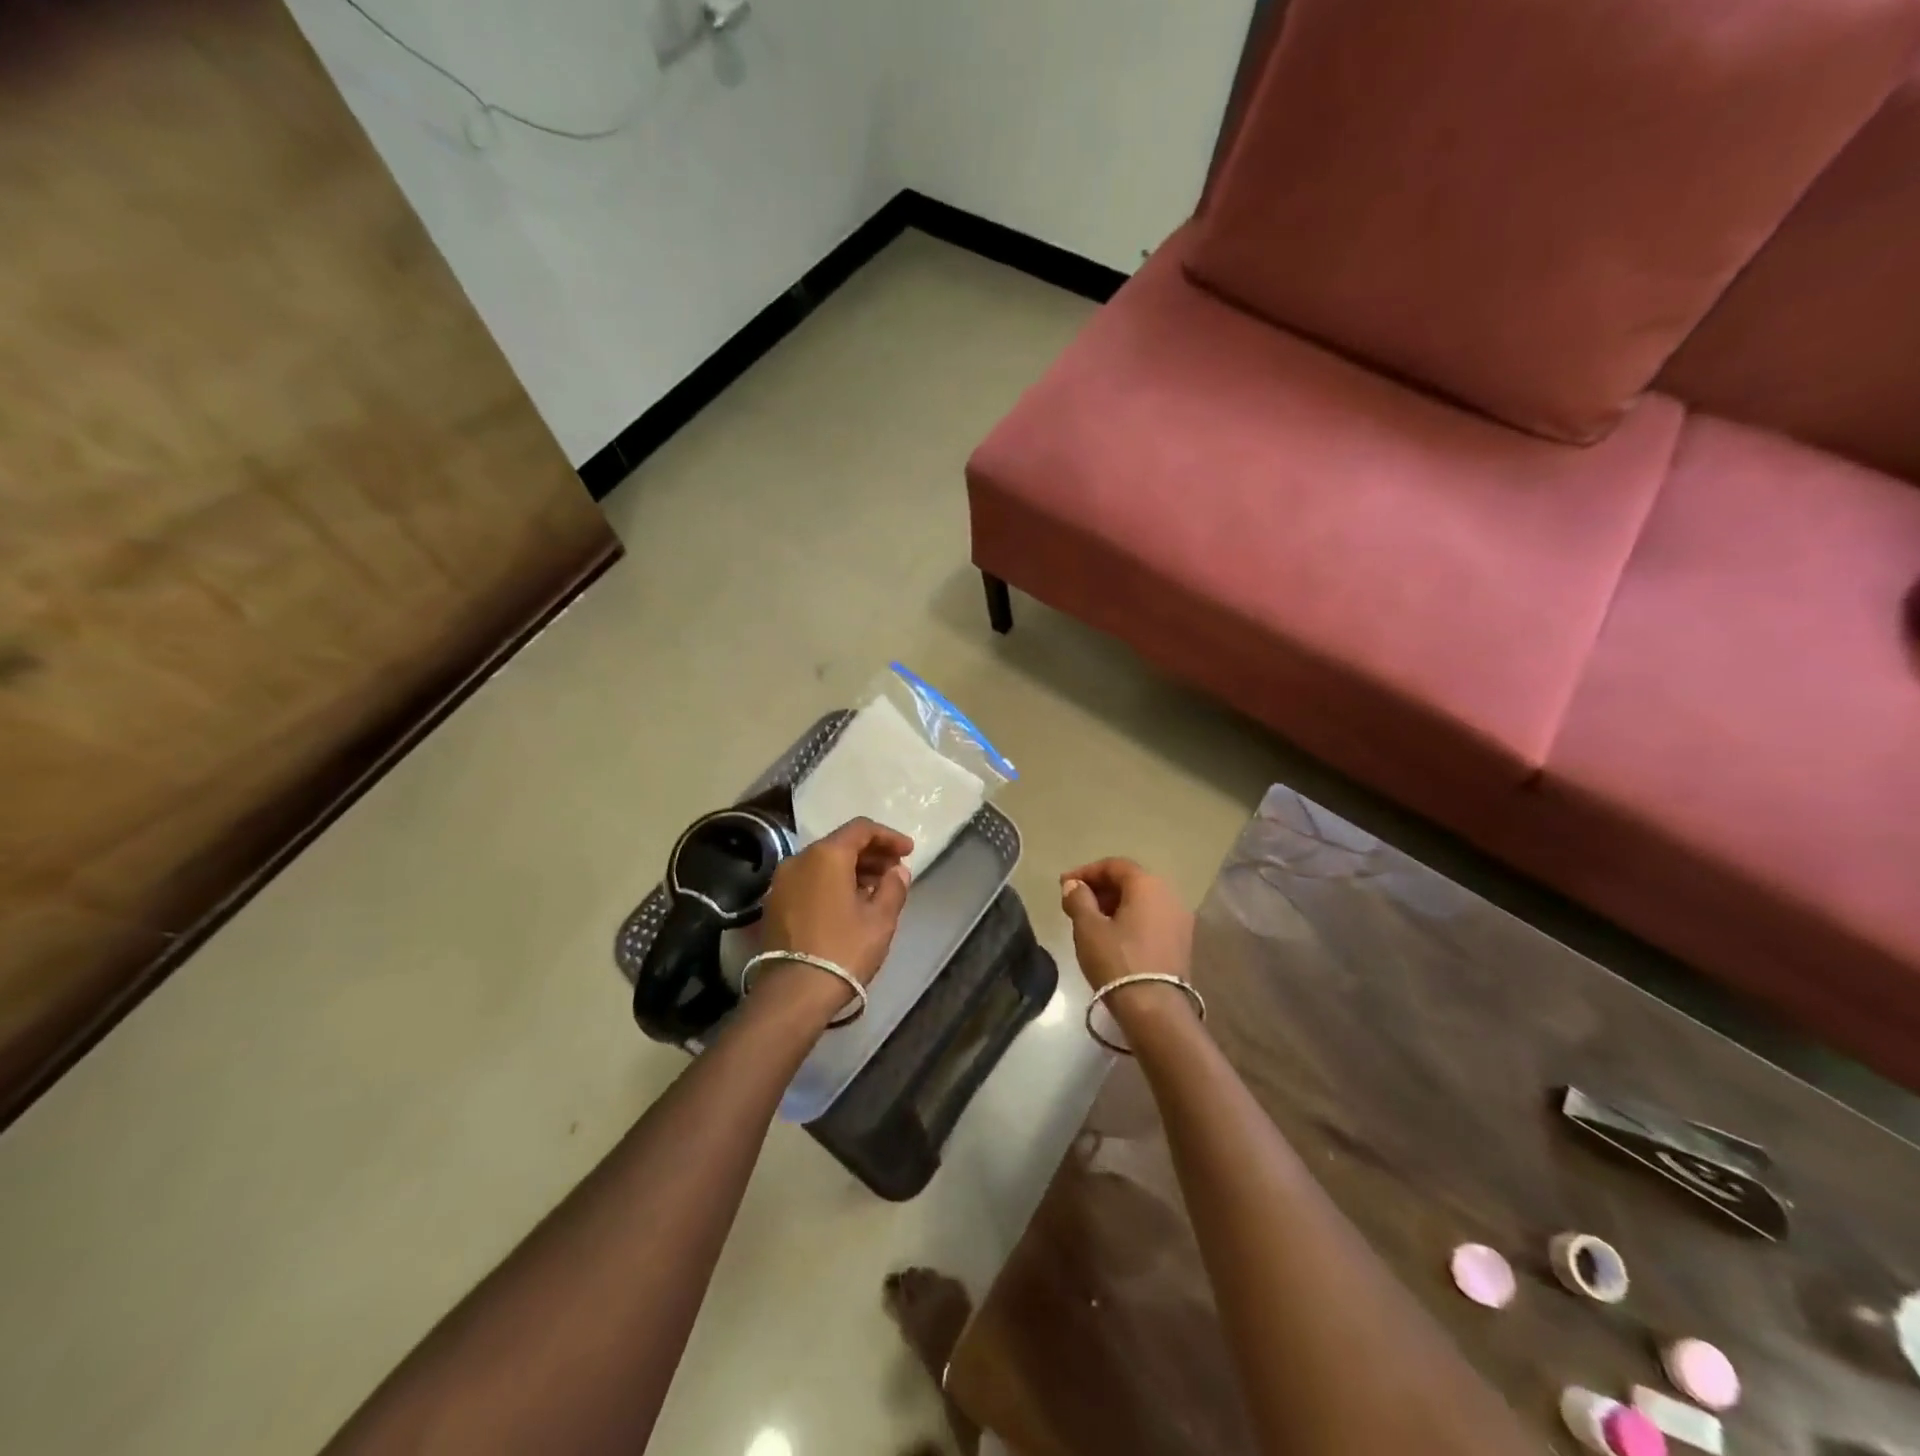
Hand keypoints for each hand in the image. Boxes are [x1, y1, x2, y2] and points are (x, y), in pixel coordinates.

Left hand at [761, 818, 914, 984]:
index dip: (888, 836)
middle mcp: (799, 859)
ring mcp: (782, 882)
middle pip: (840, 844)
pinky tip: (850, 903)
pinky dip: (832, 883)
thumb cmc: (843, 950)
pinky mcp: (774, 904)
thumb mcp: (880, 919)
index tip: (908, 851)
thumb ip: (893, 887)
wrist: (794, 993)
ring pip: (823, 863)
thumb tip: (898, 870)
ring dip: (852, 869)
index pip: (861, 829)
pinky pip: (809, 880)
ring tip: (877, 888)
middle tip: (895, 870)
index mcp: (826, 855)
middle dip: (871, 853)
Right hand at [1060, 859, 1193, 994]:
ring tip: (1090, 920)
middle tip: (1075, 902)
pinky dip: (1131, 919)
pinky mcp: (1182, 942)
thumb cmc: (1118, 961)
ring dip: (1115, 904)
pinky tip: (1113, 936)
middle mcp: (1170, 895)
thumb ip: (1078, 899)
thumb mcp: (1088, 928)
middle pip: (1131, 881)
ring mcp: (1180, 920)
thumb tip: (1074, 885)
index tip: (1064, 885)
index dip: (1086, 871)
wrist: (1155, 1010)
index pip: (1115, 865)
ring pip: (1142, 901)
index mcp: (1148, 885)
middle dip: (1100, 888)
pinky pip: (1152, 918)